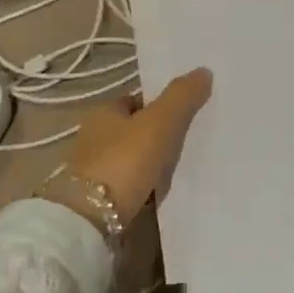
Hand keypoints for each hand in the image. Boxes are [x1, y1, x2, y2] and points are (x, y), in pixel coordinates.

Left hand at [64, 68, 212, 223]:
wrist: (90, 221)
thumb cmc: (124, 161)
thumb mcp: (159, 123)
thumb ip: (182, 97)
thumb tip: (204, 71)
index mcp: (103, 112)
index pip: (137, 100)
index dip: (161, 105)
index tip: (186, 115)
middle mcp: (94, 137)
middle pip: (135, 130)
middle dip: (159, 136)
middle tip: (190, 143)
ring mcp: (94, 170)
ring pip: (134, 159)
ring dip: (153, 164)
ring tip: (182, 170)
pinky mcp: (98, 199)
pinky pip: (131, 185)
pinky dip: (145, 187)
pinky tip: (162, 193)